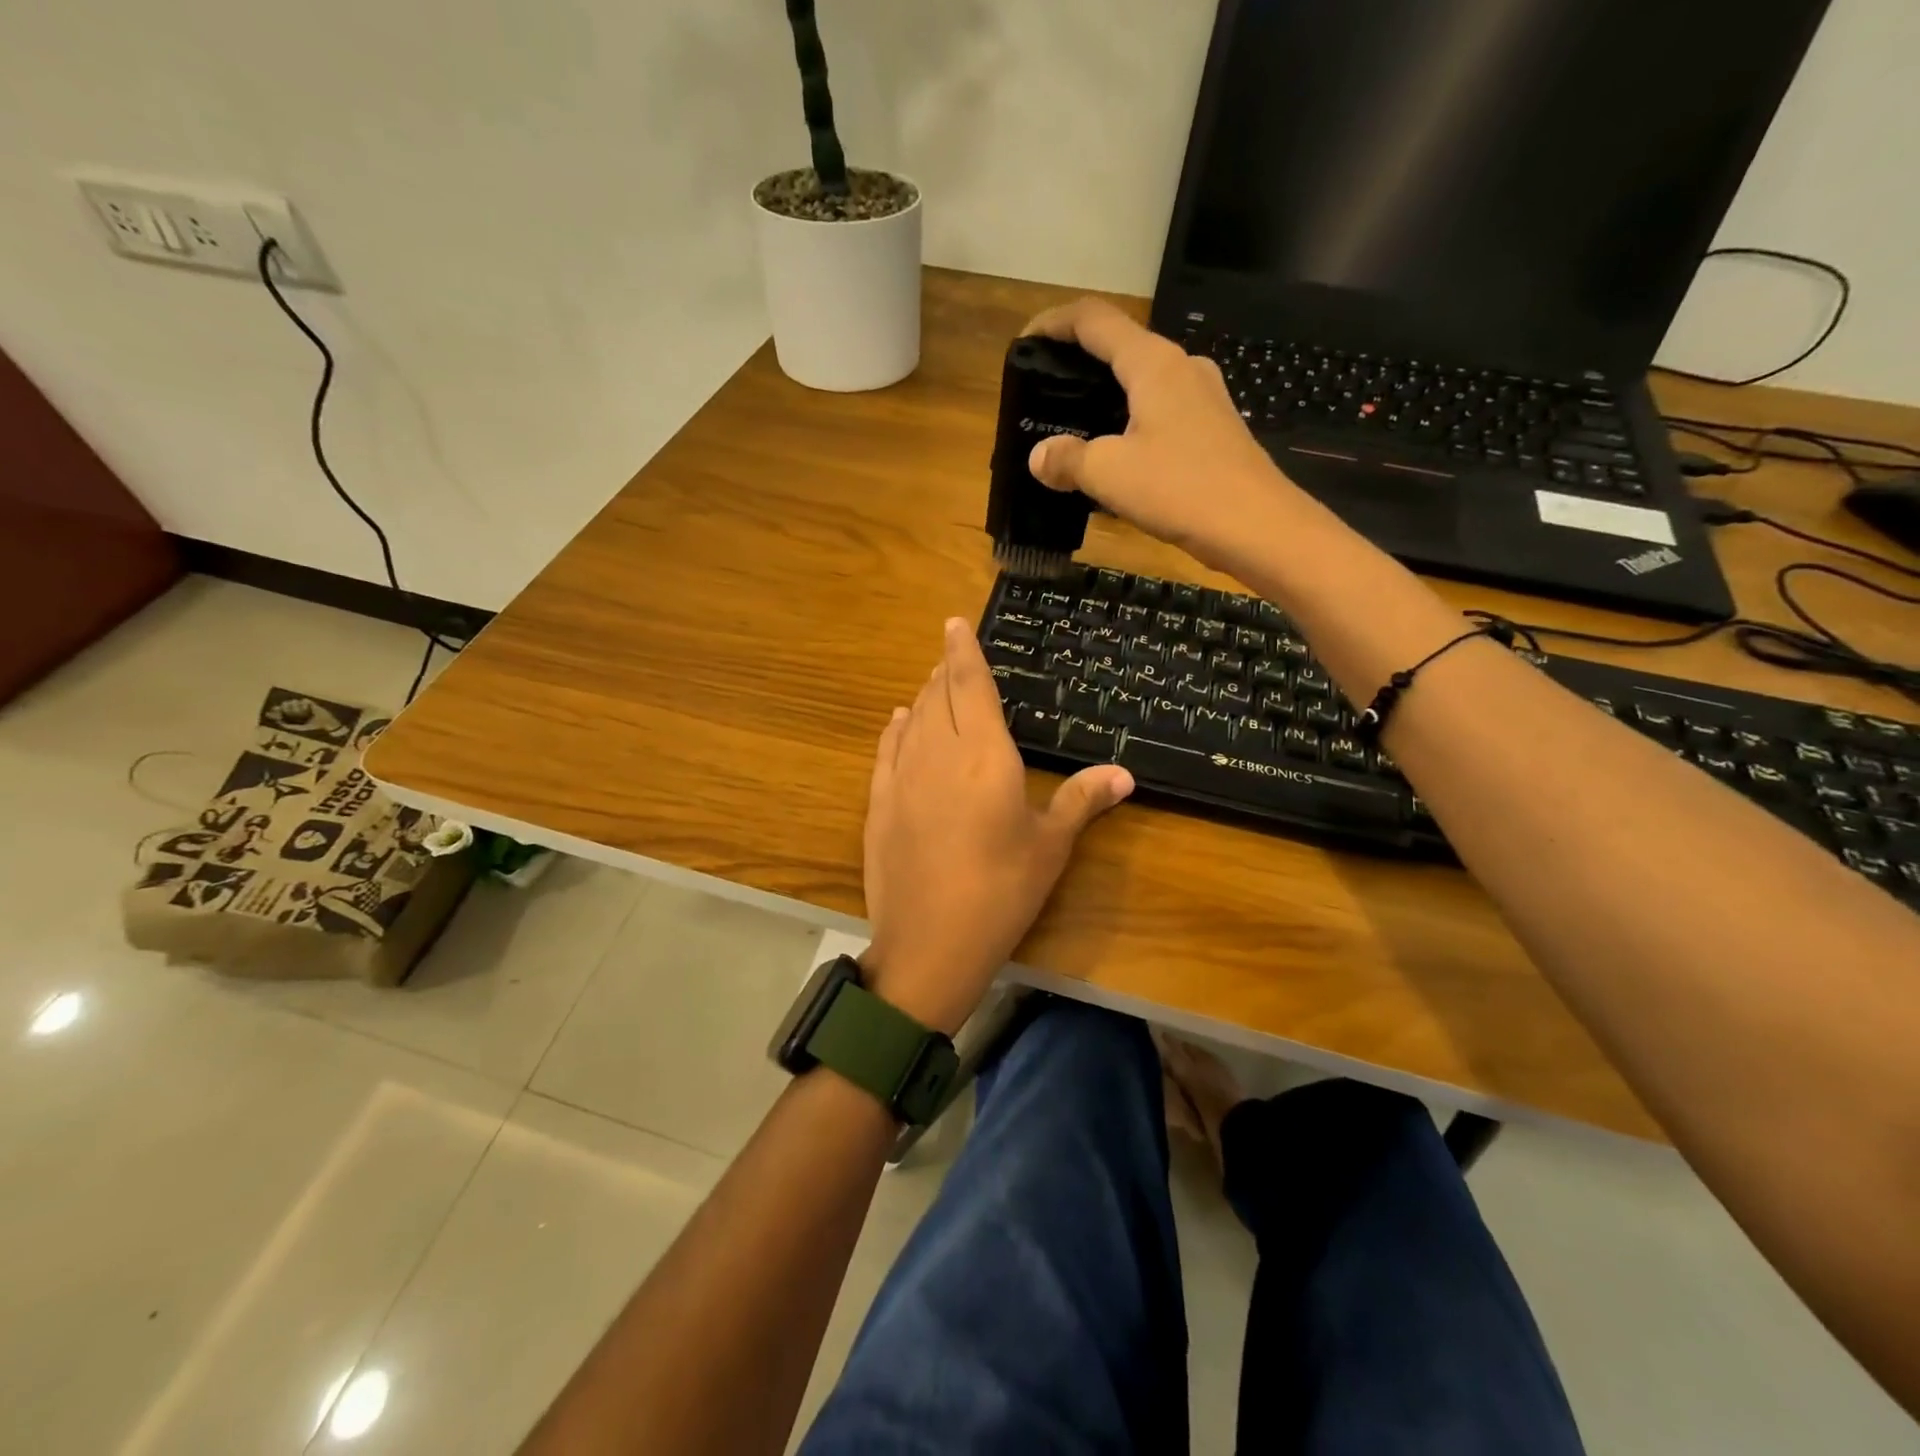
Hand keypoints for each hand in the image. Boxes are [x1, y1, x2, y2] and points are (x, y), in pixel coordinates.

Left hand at [860, 619, 1133, 1033]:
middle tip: (952, 658)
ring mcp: (903, 777)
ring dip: (923, 696)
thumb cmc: (1002, 891)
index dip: (963, 651)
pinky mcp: (879, 803)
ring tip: (933, 684)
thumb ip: (1082, 800)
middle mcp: (939, 753)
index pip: (970, 685)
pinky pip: (887, 749)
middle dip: (945, 671)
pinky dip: (896, 728)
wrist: (930, 942)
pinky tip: (900, 721)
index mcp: (985, 754)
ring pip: (913, 719)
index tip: (953, 623)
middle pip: (938, 696)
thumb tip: (1124, 773)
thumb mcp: (1049, 846)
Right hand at [1022, 297, 1297, 567]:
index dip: (1053, 323)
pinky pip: (1161, 412)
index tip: (1024, 344)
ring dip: (1106, 397)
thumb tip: (1039, 457)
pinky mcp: (1214, 429)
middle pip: (1121, 347)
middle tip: (1046, 394)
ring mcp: (1204, 398)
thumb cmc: (1180, 488)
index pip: (1094, 319)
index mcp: (1153, 363)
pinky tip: (1117, 457)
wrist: (1257, 527)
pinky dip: (1130, 423)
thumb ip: (1067, 459)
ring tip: (1075, 429)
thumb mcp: (1109, 474)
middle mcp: (1181, 368)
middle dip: (1079, 364)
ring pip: (1142, 383)